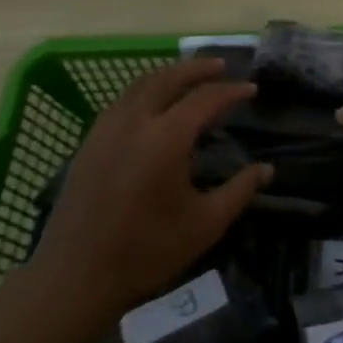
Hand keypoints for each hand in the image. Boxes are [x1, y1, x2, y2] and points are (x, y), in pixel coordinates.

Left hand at [28, 60, 270, 318]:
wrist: (76, 276)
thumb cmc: (147, 251)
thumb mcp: (205, 224)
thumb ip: (239, 190)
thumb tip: (266, 169)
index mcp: (166, 138)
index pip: (205, 99)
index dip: (231, 91)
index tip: (251, 90)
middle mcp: (134, 122)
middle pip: (168, 78)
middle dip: (197, 68)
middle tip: (221, 66)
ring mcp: (105, 129)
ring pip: (140, 85)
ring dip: (168, 75)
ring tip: (189, 79)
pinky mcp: (88, 143)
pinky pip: (121, 102)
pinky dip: (144, 92)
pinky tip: (153, 107)